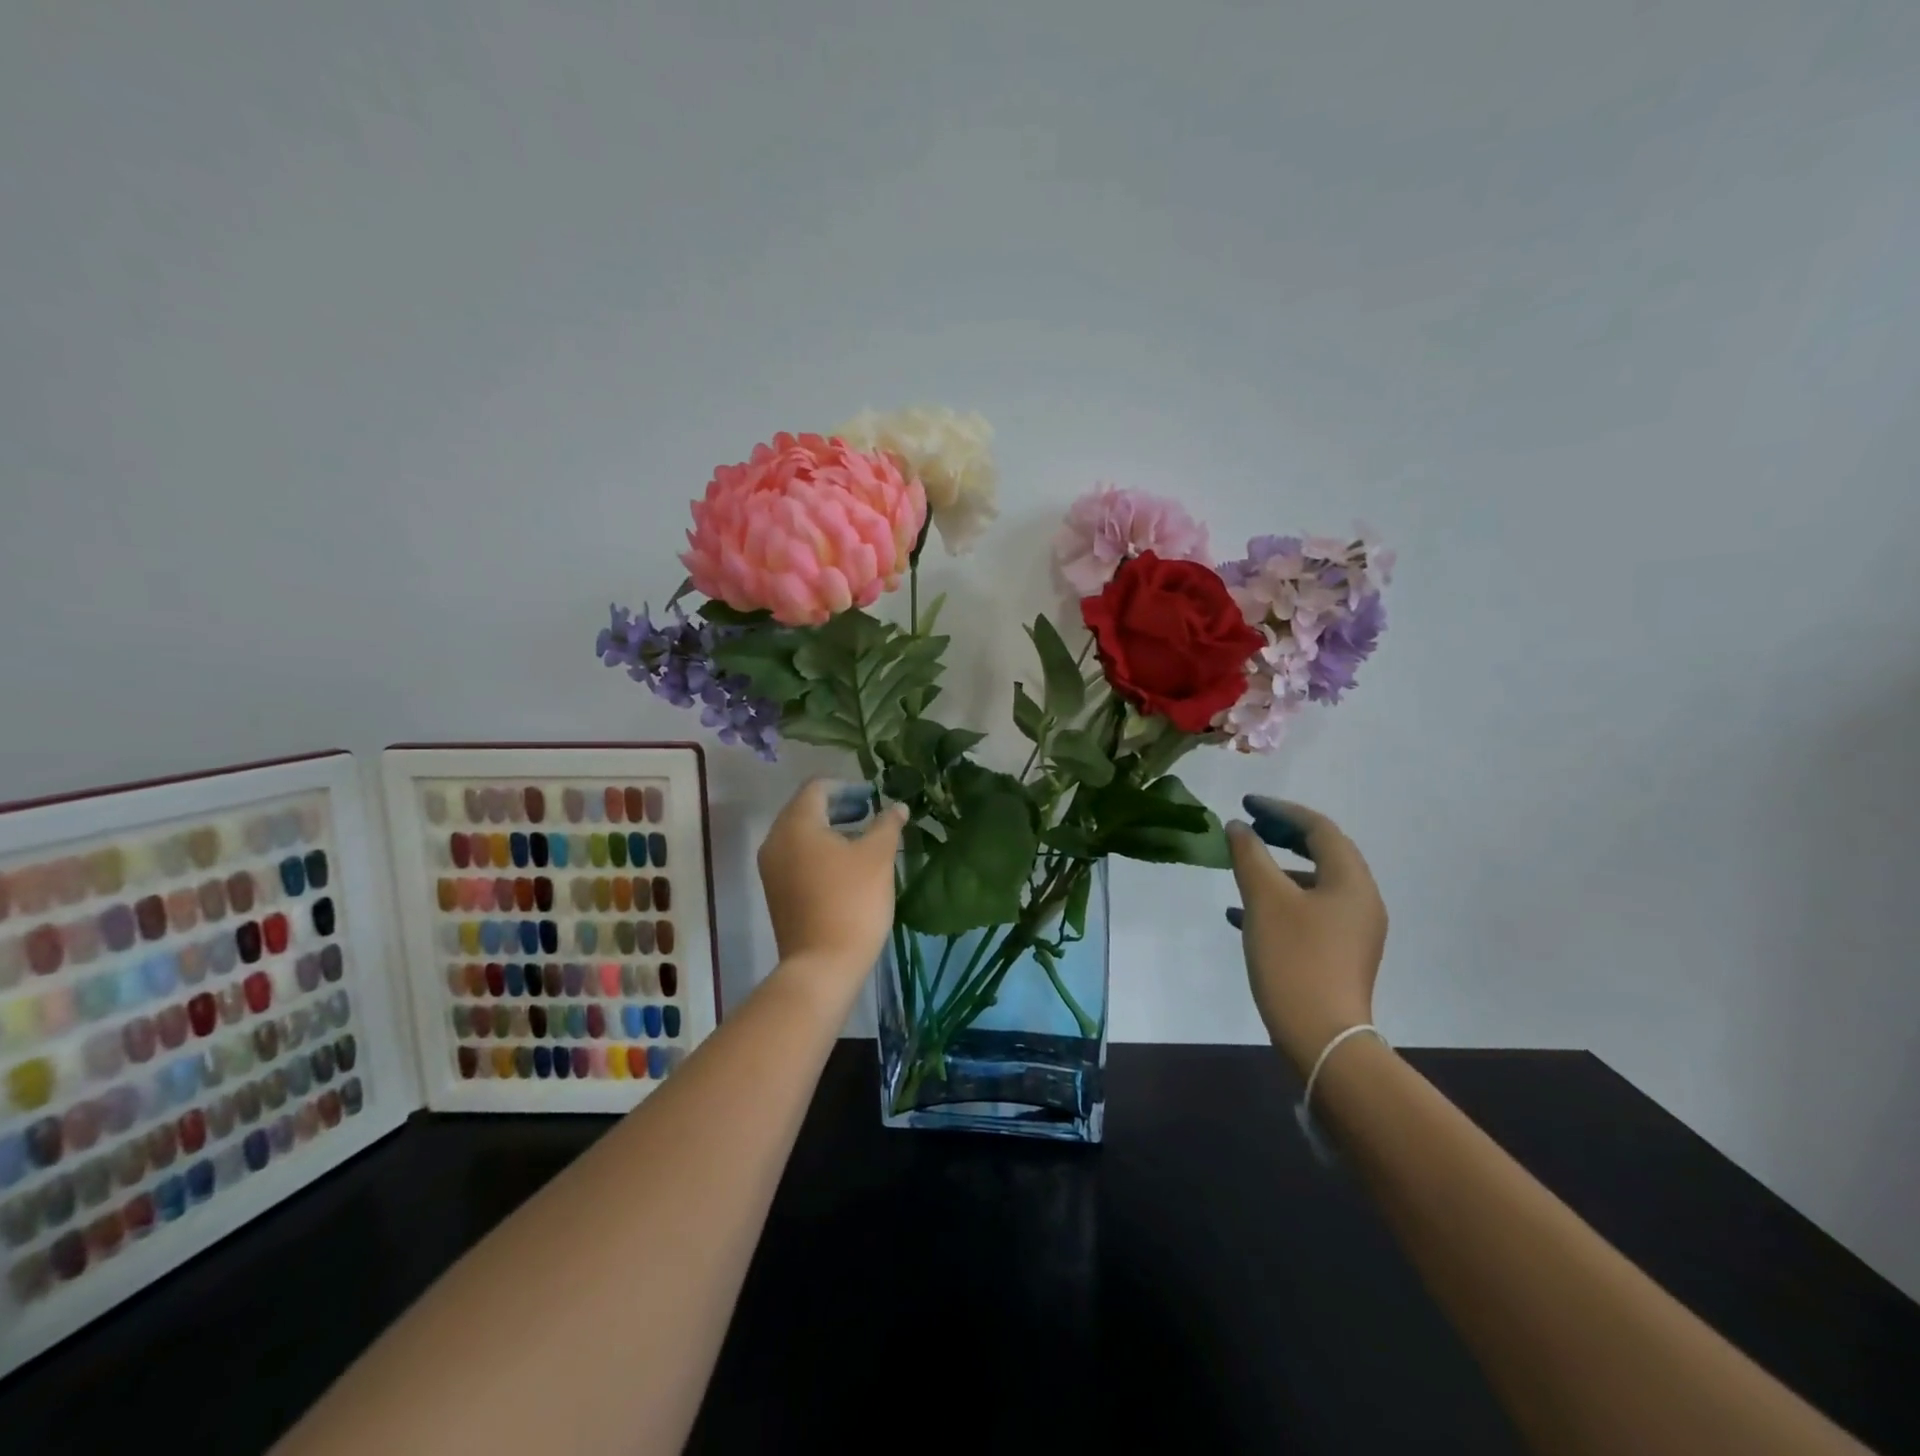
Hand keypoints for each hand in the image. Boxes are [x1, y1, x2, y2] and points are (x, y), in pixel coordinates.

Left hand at [757, 780, 907, 981]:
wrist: (822, 965)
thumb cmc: (852, 901)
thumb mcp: (878, 857)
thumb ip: (887, 824)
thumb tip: (897, 807)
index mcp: (796, 824)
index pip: (817, 787)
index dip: (847, 785)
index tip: (873, 795)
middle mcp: (776, 840)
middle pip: (805, 808)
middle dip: (839, 806)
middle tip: (871, 813)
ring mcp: (772, 869)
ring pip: (801, 834)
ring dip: (831, 829)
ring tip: (864, 839)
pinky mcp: (777, 892)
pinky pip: (797, 857)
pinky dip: (820, 851)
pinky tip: (847, 866)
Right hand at [1225, 796, 1387, 1072]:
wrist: (1322, 1036)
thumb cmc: (1294, 958)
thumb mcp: (1265, 900)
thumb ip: (1249, 855)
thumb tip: (1237, 827)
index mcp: (1351, 881)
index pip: (1319, 828)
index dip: (1281, 810)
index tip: (1246, 804)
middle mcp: (1360, 900)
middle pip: (1322, 852)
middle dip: (1282, 836)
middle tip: (1247, 828)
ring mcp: (1352, 930)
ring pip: (1313, 883)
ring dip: (1277, 868)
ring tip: (1241, 867)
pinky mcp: (1338, 953)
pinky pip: (1308, 912)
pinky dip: (1279, 901)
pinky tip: (1240, 913)